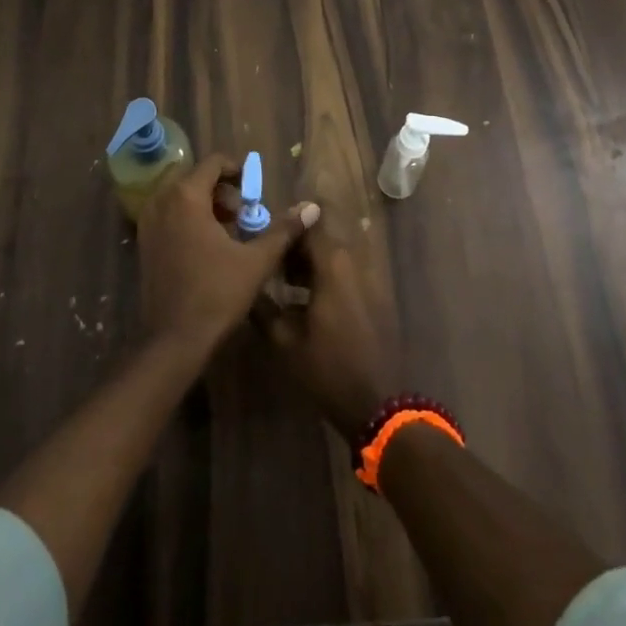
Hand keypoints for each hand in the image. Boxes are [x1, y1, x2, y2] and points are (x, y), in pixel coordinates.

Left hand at [137, 154, 318, 355]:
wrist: (174, 340)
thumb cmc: (217, 294)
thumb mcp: (256, 261)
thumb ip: (284, 230)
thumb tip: (312, 207)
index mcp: (186, 197)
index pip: (213, 163)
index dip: (237, 171)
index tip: (254, 192)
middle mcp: (161, 202)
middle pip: (195, 178)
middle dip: (222, 190)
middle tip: (243, 214)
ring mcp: (147, 223)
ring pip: (180, 197)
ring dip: (205, 204)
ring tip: (228, 231)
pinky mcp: (143, 243)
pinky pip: (168, 215)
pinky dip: (188, 219)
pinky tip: (207, 246)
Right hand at [256, 228, 398, 441]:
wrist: (379, 403)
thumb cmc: (328, 369)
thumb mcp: (284, 341)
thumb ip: (262, 307)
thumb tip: (247, 286)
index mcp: (334, 265)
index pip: (312, 222)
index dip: (289, 222)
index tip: (267, 231)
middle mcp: (356, 263)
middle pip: (325, 236)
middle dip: (298, 243)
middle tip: (272, 260)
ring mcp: (372, 279)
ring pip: (338, 254)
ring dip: (314, 260)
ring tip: (287, 281)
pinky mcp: (379, 297)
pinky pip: (351, 271)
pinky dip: (330, 275)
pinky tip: (311, 299)